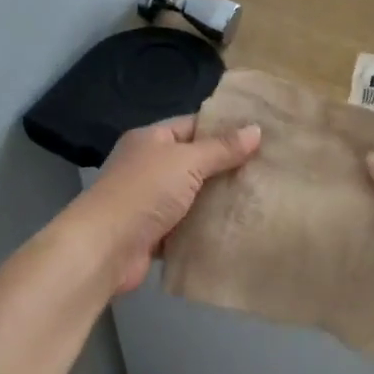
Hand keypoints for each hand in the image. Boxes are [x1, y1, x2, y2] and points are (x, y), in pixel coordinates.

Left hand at [72, 116, 260, 294]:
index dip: (225, 128)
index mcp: (151, 139)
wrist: (104, 248)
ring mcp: (150, 201)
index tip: (261, 134)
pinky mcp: (155, 233)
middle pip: (195, 161)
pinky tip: (238, 227)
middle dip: (227, 166)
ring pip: (194, 196)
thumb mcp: (187, 161)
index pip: (193, 125)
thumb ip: (222, 148)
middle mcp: (149, 166)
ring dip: (219, 199)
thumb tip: (256, 129)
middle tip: (268, 168)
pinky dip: (207, 228)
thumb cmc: (144, 192)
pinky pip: (188, 226)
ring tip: (260, 196)